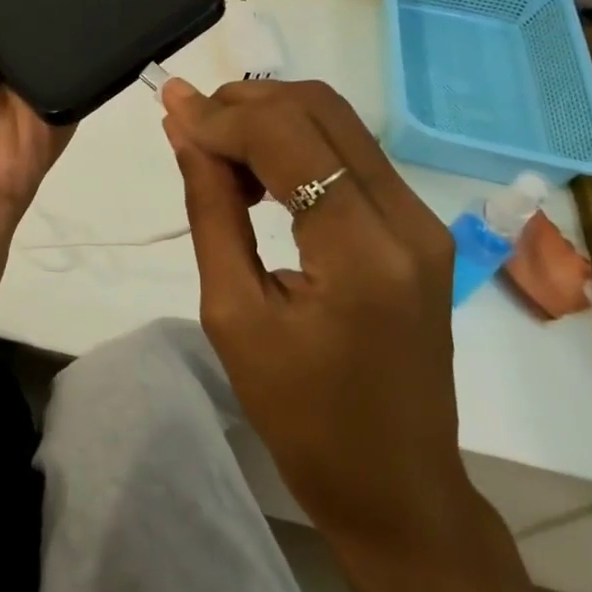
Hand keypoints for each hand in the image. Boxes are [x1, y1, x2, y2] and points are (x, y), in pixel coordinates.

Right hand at [160, 78, 474, 567]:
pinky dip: (295, 143)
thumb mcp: (234, 315)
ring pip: (336, 121)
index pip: (285, 136)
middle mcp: (406, 217)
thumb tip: (184, 131)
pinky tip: (259, 175)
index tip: (169, 110)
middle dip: (244, 102)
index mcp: (361, 250)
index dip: (220, 114)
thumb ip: (211, 209)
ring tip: (218, 154)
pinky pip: (349, 153)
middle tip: (191, 127)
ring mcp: (421, 219)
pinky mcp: (418, 227)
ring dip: (269, 118)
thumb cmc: (304, 418)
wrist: (398, 489)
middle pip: (319, 108)